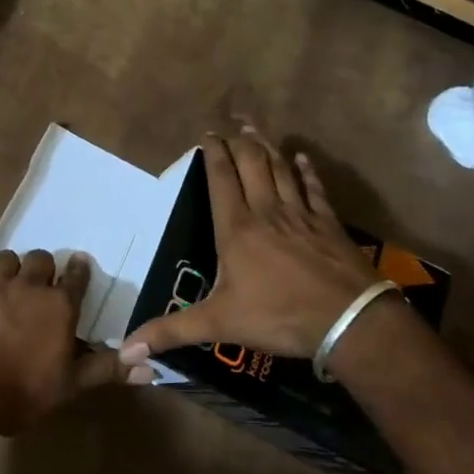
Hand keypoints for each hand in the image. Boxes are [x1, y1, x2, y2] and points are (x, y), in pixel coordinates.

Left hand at [0, 249, 119, 433]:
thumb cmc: (24, 390)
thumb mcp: (71, 385)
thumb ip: (107, 369)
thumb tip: (150, 367)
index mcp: (59, 305)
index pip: (76, 277)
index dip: (79, 270)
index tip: (80, 264)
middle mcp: (30, 286)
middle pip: (41, 259)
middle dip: (44, 267)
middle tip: (42, 282)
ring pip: (8, 258)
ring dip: (12, 266)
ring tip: (11, 281)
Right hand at [121, 127, 384, 367]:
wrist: (348, 320)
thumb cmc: (278, 316)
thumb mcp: (219, 324)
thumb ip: (172, 332)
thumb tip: (125, 351)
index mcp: (236, 229)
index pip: (221, 180)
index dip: (213, 154)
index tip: (207, 135)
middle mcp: (266, 212)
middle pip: (252, 165)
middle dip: (240, 141)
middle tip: (233, 123)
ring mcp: (301, 215)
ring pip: (281, 170)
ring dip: (268, 147)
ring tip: (257, 130)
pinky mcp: (329, 224)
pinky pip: (314, 189)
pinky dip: (307, 172)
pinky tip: (302, 159)